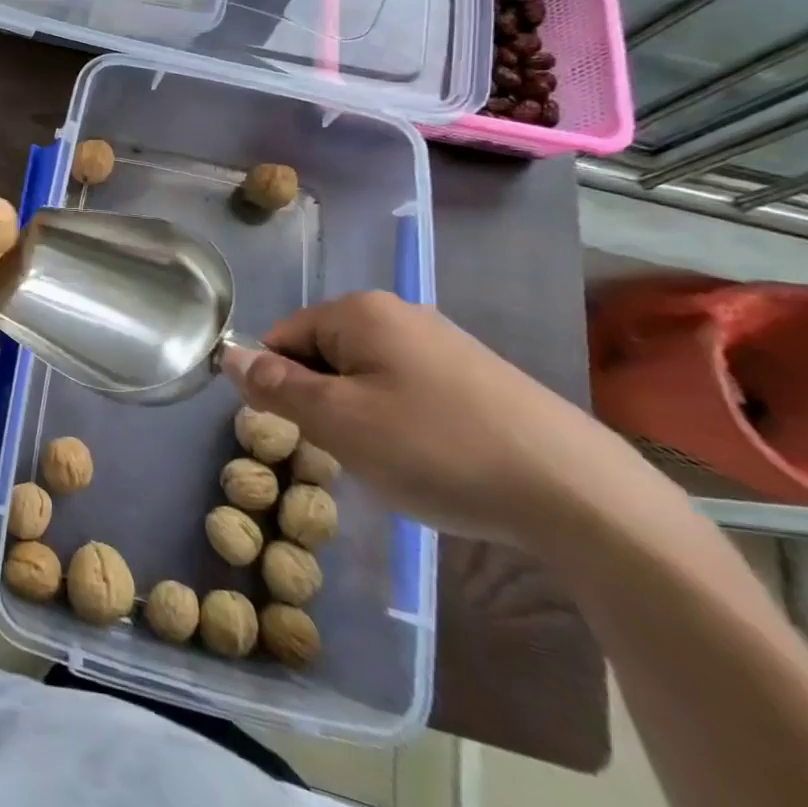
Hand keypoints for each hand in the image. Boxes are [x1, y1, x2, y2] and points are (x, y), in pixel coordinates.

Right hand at [222, 291, 640, 547]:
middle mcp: (398, 312)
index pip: (281, 338)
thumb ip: (275, 386)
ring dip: (361, 417)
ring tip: (396, 462)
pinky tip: (434, 460)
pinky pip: (408, 389)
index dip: (280, 386)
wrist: (581, 495)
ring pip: (365, 376)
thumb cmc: (437, 449)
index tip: (307, 434)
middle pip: (323, 354)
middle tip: (352, 451)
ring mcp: (443, 342)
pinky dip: (404, 423)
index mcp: (358, 311)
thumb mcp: (338, 423)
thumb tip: (227, 354)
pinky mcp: (478, 375)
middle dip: (323, 403)